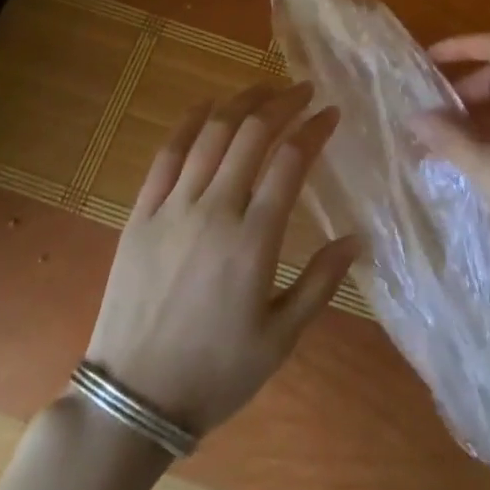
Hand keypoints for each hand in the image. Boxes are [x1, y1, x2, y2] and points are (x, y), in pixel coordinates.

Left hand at [84, 81, 358, 436]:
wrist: (131, 400)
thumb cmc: (214, 373)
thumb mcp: (280, 339)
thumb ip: (320, 283)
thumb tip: (358, 238)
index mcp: (253, 240)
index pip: (291, 161)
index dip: (314, 128)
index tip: (330, 112)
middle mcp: (215, 210)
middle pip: (253, 134)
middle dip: (283, 103)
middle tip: (302, 91)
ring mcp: (174, 206)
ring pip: (212, 133)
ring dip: (242, 102)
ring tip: (264, 88)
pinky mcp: (143, 211)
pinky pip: (168, 153)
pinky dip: (190, 121)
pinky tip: (207, 105)